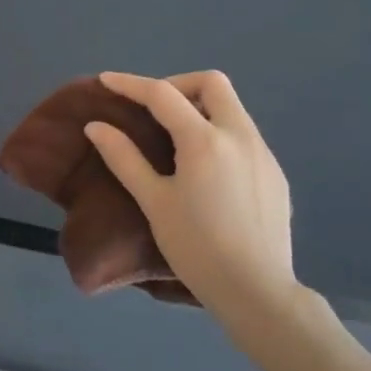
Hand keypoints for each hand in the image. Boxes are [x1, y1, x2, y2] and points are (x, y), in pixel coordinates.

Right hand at [83, 71, 316, 340]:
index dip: (131, 84)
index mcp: (205, 140)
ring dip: (201, 108)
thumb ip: (124, 158)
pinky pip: (244, 134)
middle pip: (212, 84)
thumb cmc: (196, 247)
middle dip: (178, 85)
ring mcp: (263, 152)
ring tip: (175, 138)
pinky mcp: (275, 172)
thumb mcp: (154, 202)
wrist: (256, 290)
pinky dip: (219, 132)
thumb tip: (96, 126)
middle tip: (153, 110)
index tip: (106, 81)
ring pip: (232, 108)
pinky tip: (206, 168)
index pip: (163, 95)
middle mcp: (240, 135)